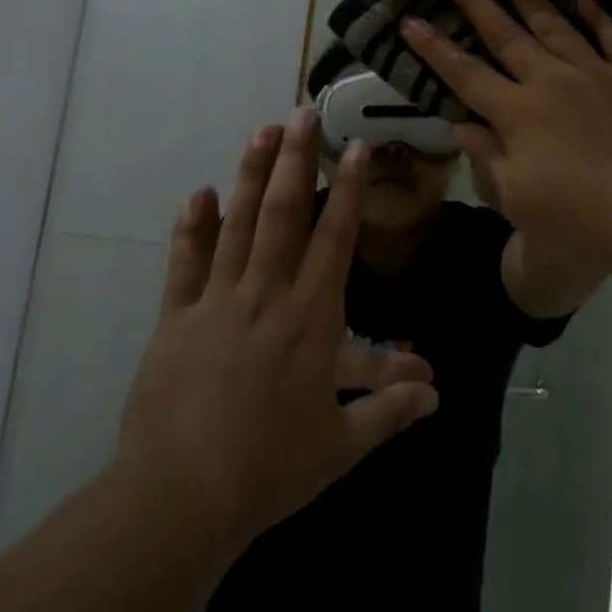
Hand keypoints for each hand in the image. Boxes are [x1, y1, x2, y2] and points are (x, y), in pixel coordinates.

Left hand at [116, 110, 439, 549]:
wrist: (182, 498)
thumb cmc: (271, 469)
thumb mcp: (340, 444)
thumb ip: (389, 410)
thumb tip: (436, 389)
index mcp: (311, 319)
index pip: (336, 239)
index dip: (349, 190)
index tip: (356, 149)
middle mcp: (266, 294)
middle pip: (285, 213)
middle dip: (296, 159)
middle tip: (302, 113)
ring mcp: (217, 301)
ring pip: (238, 224)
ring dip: (252, 174)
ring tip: (262, 131)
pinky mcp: (176, 317)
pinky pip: (185, 262)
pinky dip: (192, 226)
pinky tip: (200, 192)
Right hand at [400, 0, 611, 277]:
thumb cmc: (586, 220)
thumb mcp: (521, 201)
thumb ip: (489, 157)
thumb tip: (461, 126)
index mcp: (517, 113)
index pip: (464, 73)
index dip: (433, 47)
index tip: (409, 19)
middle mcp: (551, 81)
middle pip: (504, 33)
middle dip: (473, 0)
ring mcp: (596, 73)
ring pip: (553, 24)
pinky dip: (598, 16)